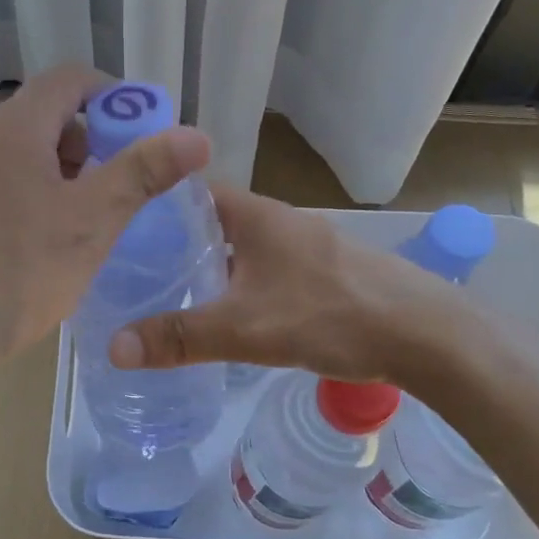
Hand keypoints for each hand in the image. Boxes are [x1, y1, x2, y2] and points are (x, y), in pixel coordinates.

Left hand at [0, 65, 210, 360]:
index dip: (109, 96)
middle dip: (81, 141)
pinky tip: (19, 241)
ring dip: (47, 168)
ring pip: (8, 150)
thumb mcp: (93, 222)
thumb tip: (196, 136)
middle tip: (103, 188)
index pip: (68, 79)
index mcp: (12, 128)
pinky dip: (13, 190)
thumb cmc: (19, 273)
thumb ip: (142, 172)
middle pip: (38, 114)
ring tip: (65, 220)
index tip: (134, 135)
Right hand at [109, 186, 438, 382]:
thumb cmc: (329, 315)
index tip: (118, 228)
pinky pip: (264, 267)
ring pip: (240, 246)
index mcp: (255, 215)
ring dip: (208, 264)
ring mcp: (305, 244)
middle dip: (173, 241)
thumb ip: (179, 337)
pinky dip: (239, 282)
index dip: (153, 204)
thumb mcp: (244, 330)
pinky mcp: (323, 271)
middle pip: (212, 220)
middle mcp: (278, 220)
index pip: (190, 191)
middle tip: (131, 270)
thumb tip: (113, 347)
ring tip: (168, 292)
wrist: (425, 334)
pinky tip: (229, 313)